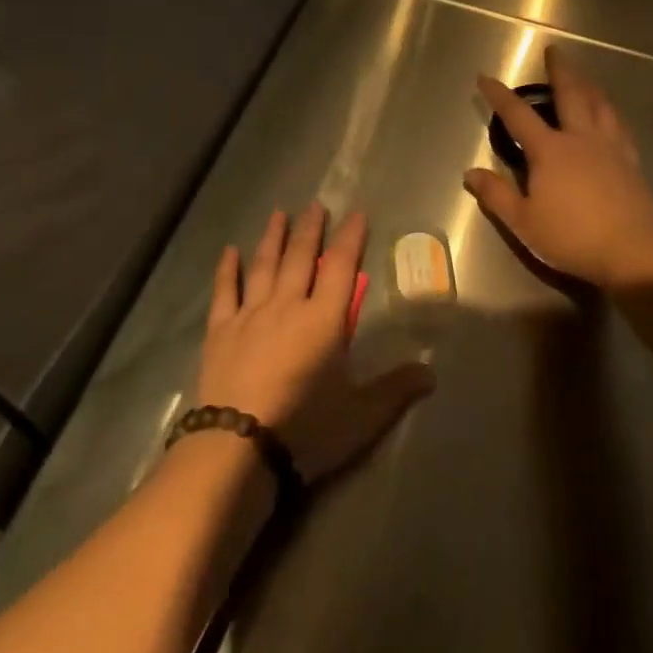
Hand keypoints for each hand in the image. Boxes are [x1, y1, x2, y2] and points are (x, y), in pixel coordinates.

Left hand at [194, 201, 435, 483]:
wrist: (238, 447)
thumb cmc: (305, 428)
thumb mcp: (361, 416)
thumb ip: (395, 389)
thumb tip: (432, 373)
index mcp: (323, 320)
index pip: (340, 268)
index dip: (350, 239)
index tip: (356, 214)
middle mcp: (287, 306)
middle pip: (300, 258)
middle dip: (311, 229)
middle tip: (315, 204)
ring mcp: (249, 315)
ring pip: (264, 266)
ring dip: (273, 238)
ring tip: (279, 214)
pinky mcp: (220, 332)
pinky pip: (225, 291)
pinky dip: (228, 270)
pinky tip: (229, 251)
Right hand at [461, 46, 652, 287]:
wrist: (632, 251)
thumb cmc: (571, 236)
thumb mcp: (523, 221)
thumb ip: (496, 195)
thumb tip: (470, 173)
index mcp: (550, 151)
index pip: (518, 115)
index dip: (500, 95)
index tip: (485, 78)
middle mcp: (580, 139)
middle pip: (570, 95)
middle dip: (559, 71)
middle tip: (555, 51)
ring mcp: (610, 148)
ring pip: (600, 105)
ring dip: (589, 84)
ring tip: (583, 75)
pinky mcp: (630, 161)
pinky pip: (619, 125)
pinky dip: (610, 111)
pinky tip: (610, 114)